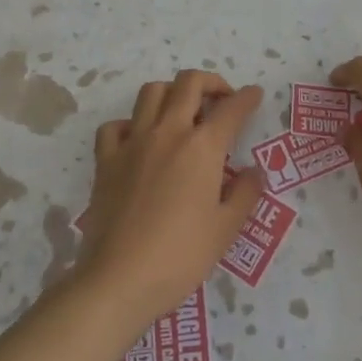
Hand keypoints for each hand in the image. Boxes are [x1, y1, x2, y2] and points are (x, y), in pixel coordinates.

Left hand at [81, 70, 265, 324]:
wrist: (120, 278)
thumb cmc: (182, 256)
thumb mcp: (226, 229)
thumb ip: (245, 193)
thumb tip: (253, 171)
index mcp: (202, 147)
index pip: (231, 110)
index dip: (247, 98)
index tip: (255, 95)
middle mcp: (168, 133)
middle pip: (188, 83)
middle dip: (211, 82)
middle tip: (221, 99)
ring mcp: (132, 143)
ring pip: (151, 92)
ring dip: (172, 93)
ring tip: (182, 111)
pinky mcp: (106, 160)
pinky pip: (115, 126)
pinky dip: (129, 124)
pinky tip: (139, 139)